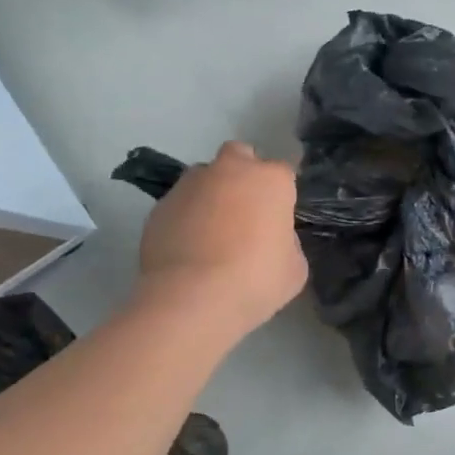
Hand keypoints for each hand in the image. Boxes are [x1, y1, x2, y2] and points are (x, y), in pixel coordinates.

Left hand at [137, 141, 306, 336]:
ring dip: (211, 194)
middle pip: (239, 156)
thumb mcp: (294, 267)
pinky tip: (187, 248)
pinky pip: (179, 204)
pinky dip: (185, 217)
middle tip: (244, 210)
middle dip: (243, 174)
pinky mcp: (160, 205)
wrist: (191, 298)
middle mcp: (230, 170)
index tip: (278, 220)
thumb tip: (271, 237)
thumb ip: (287, 242)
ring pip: (204, 177)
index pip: (283, 173)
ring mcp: (190, 184)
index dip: (281, 196)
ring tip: (210, 232)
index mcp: (270, 180)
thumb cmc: (255, 280)